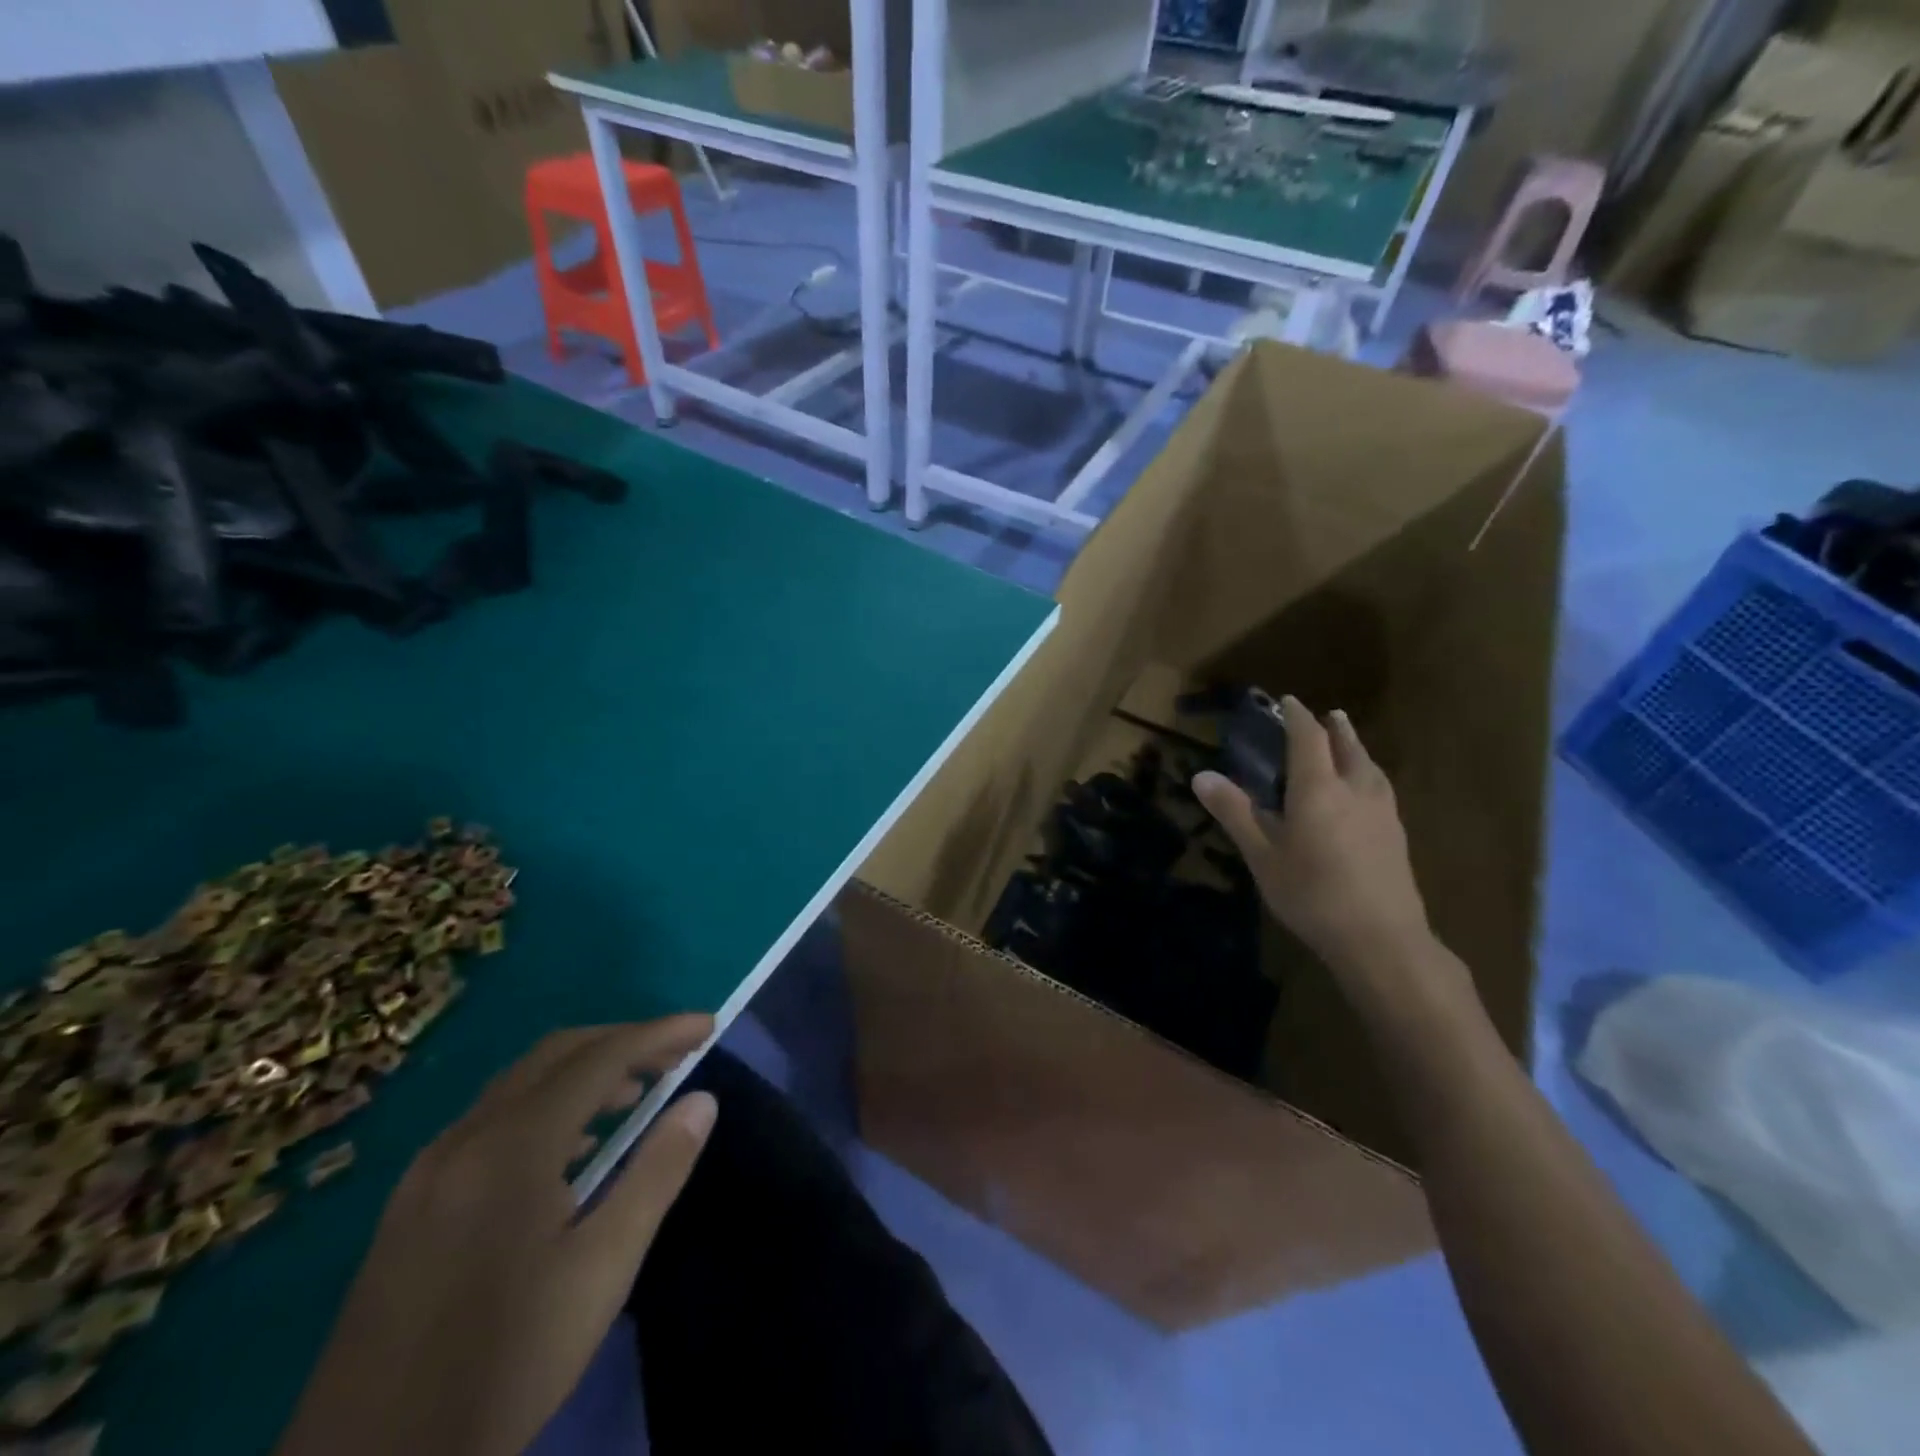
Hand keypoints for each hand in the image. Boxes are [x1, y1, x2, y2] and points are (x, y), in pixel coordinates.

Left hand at [277, 1017, 717, 1455]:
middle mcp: (464, 1138)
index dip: (659, 1033)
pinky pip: (491, 1118)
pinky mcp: (412, 1202)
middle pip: (556, 1054)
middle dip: (623, 1041)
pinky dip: (546, 1104)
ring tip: (636, 1094)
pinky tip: (571, 1149)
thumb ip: (657, 1173)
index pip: (599, 1058)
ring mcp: (429, 1169)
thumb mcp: (602, 1270)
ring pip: (520, 1082)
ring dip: (584, 1071)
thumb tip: (702, 1100)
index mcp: (511, 1147)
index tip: (707, 1026)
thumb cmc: (506, 1363)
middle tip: (677, 1054)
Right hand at [1193, 697, 1433, 989]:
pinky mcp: (1396, 835)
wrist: (1381, 939)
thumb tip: (1201, 776)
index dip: (1297, 717)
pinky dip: (1368, 773)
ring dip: (1355, 748)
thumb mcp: (1261, 854)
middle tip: (1326, 715)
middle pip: (1347, 747)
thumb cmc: (1311, 893)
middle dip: (1333, 728)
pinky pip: (1380, 788)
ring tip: (1349, 742)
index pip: (1308, 738)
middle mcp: (1354, 789)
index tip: (1287, 702)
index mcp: (1318, 788)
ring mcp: (1382, 812)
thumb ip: (1234, 812)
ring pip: (1369, 766)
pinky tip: (1367, 790)